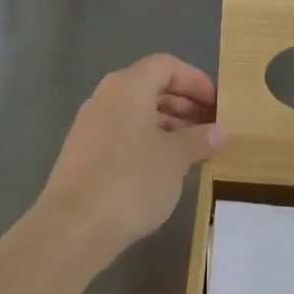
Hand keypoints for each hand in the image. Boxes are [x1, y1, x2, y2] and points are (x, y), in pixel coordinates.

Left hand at [36, 54, 225, 261]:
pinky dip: (147, 140)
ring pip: (136, 112)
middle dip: (183, 103)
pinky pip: (122, 133)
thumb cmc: (131, 180)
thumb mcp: (175, 158)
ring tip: (192, 149)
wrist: (73, 227)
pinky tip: (164, 168)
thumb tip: (220, 131)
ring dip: (167, 124)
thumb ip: (200, 139)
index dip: (195, 80)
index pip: (166, 65)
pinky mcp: (83, 153)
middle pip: (150, 86)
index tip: (217, 104)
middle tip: (209, 126)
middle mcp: (105, 97)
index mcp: (128, 86)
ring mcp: (90, 125)